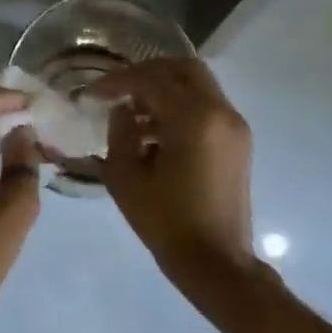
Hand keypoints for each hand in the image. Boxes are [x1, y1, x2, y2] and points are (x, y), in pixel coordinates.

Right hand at [93, 58, 256, 292]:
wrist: (215, 262)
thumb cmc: (166, 222)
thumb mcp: (126, 177)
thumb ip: (119, 133)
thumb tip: (122, 110)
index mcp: (195, 119)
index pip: (152, 80)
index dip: (118, 82)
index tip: (92, 93)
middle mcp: (221, 113)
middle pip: (184, 70)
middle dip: (148, 74)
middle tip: (119, 90)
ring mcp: (235, 127)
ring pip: (198, 87)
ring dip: (165, 91)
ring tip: (132, 116)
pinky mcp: (238, 143)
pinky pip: (207, 109)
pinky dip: (181, 108)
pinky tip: (154, 135)